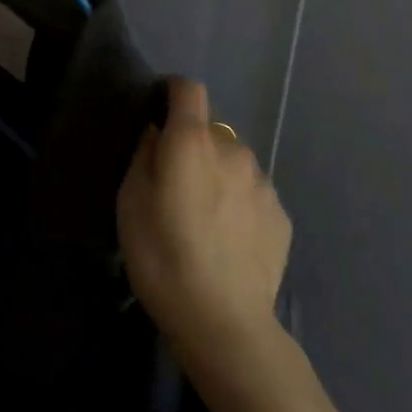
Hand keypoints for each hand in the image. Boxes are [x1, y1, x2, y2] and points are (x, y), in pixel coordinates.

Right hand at [118, 78, 290, 364]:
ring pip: (234, 162)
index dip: (172, 93)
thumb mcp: (130, 201)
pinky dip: (239, 202)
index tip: (159, 112)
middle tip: (176, 186)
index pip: (189, 89)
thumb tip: (158, 133)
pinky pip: (253, 193)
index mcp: (193, 142)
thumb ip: (145, 155)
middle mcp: (234, 150)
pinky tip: (228, 240)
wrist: (223, 322)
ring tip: (205, 218)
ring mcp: (263, 182)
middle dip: (194, 146)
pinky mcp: (281, 215)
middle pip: (211, 130)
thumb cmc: (162, 256)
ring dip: (219, 174)